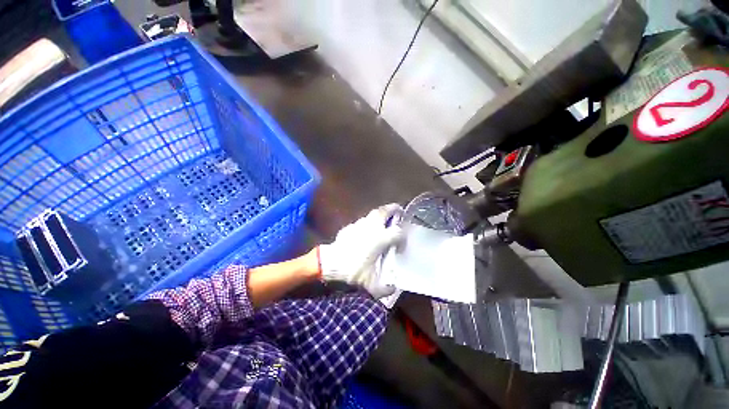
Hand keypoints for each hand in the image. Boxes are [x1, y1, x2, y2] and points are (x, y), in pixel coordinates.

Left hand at [318, 204, 404, 297]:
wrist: (330, 264)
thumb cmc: (353, 270)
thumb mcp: (371, 284)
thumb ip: (385, 289)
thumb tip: (392, 289)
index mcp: (380, 238)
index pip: (398, 232)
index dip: (403, 237)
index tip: (401, 246)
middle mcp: (372, 228)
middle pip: (384, 211)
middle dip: (393, 208)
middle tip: (398, 210)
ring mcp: (359, 225)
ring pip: (372, 214)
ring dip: (379, 215)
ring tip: (383, 220)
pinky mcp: (350, 227)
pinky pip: (361, 222)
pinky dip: (367, 223)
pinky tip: (366, 231)